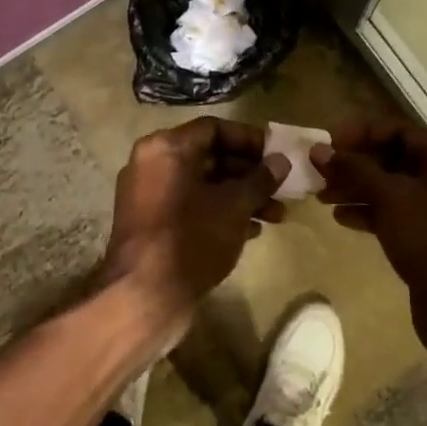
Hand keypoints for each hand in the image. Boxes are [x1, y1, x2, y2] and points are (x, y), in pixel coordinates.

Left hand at [102, 117, 289, 349]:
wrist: (144, 296)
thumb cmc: (191, 238)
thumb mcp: (234, 206)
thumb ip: (260, 179)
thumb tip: (280, 161)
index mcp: (166, 147)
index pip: (214, 129)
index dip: (250, 139)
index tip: (277, 155)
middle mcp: (153, 164)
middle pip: (210, 157)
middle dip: (250, 174)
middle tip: (282, 188)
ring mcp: (149, 195)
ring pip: (203, 185)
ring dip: (241, 196)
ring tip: (277, 216)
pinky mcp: (151, 224)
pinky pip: (191, 206)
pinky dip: (220, 212)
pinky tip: (252, 231)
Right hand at [312, 121, 426, 360]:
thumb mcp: (389, 197)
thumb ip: (353, 169)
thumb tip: (318, 150)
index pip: (398, 131)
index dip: (360, 133)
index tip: (327, 143)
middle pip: (395, 159)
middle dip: (356, 165)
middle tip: (320, 172)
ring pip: (394, 188)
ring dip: (358, 189)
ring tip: (323, 196)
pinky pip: (399, 213)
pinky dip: (372, 212)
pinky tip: (342, 218)